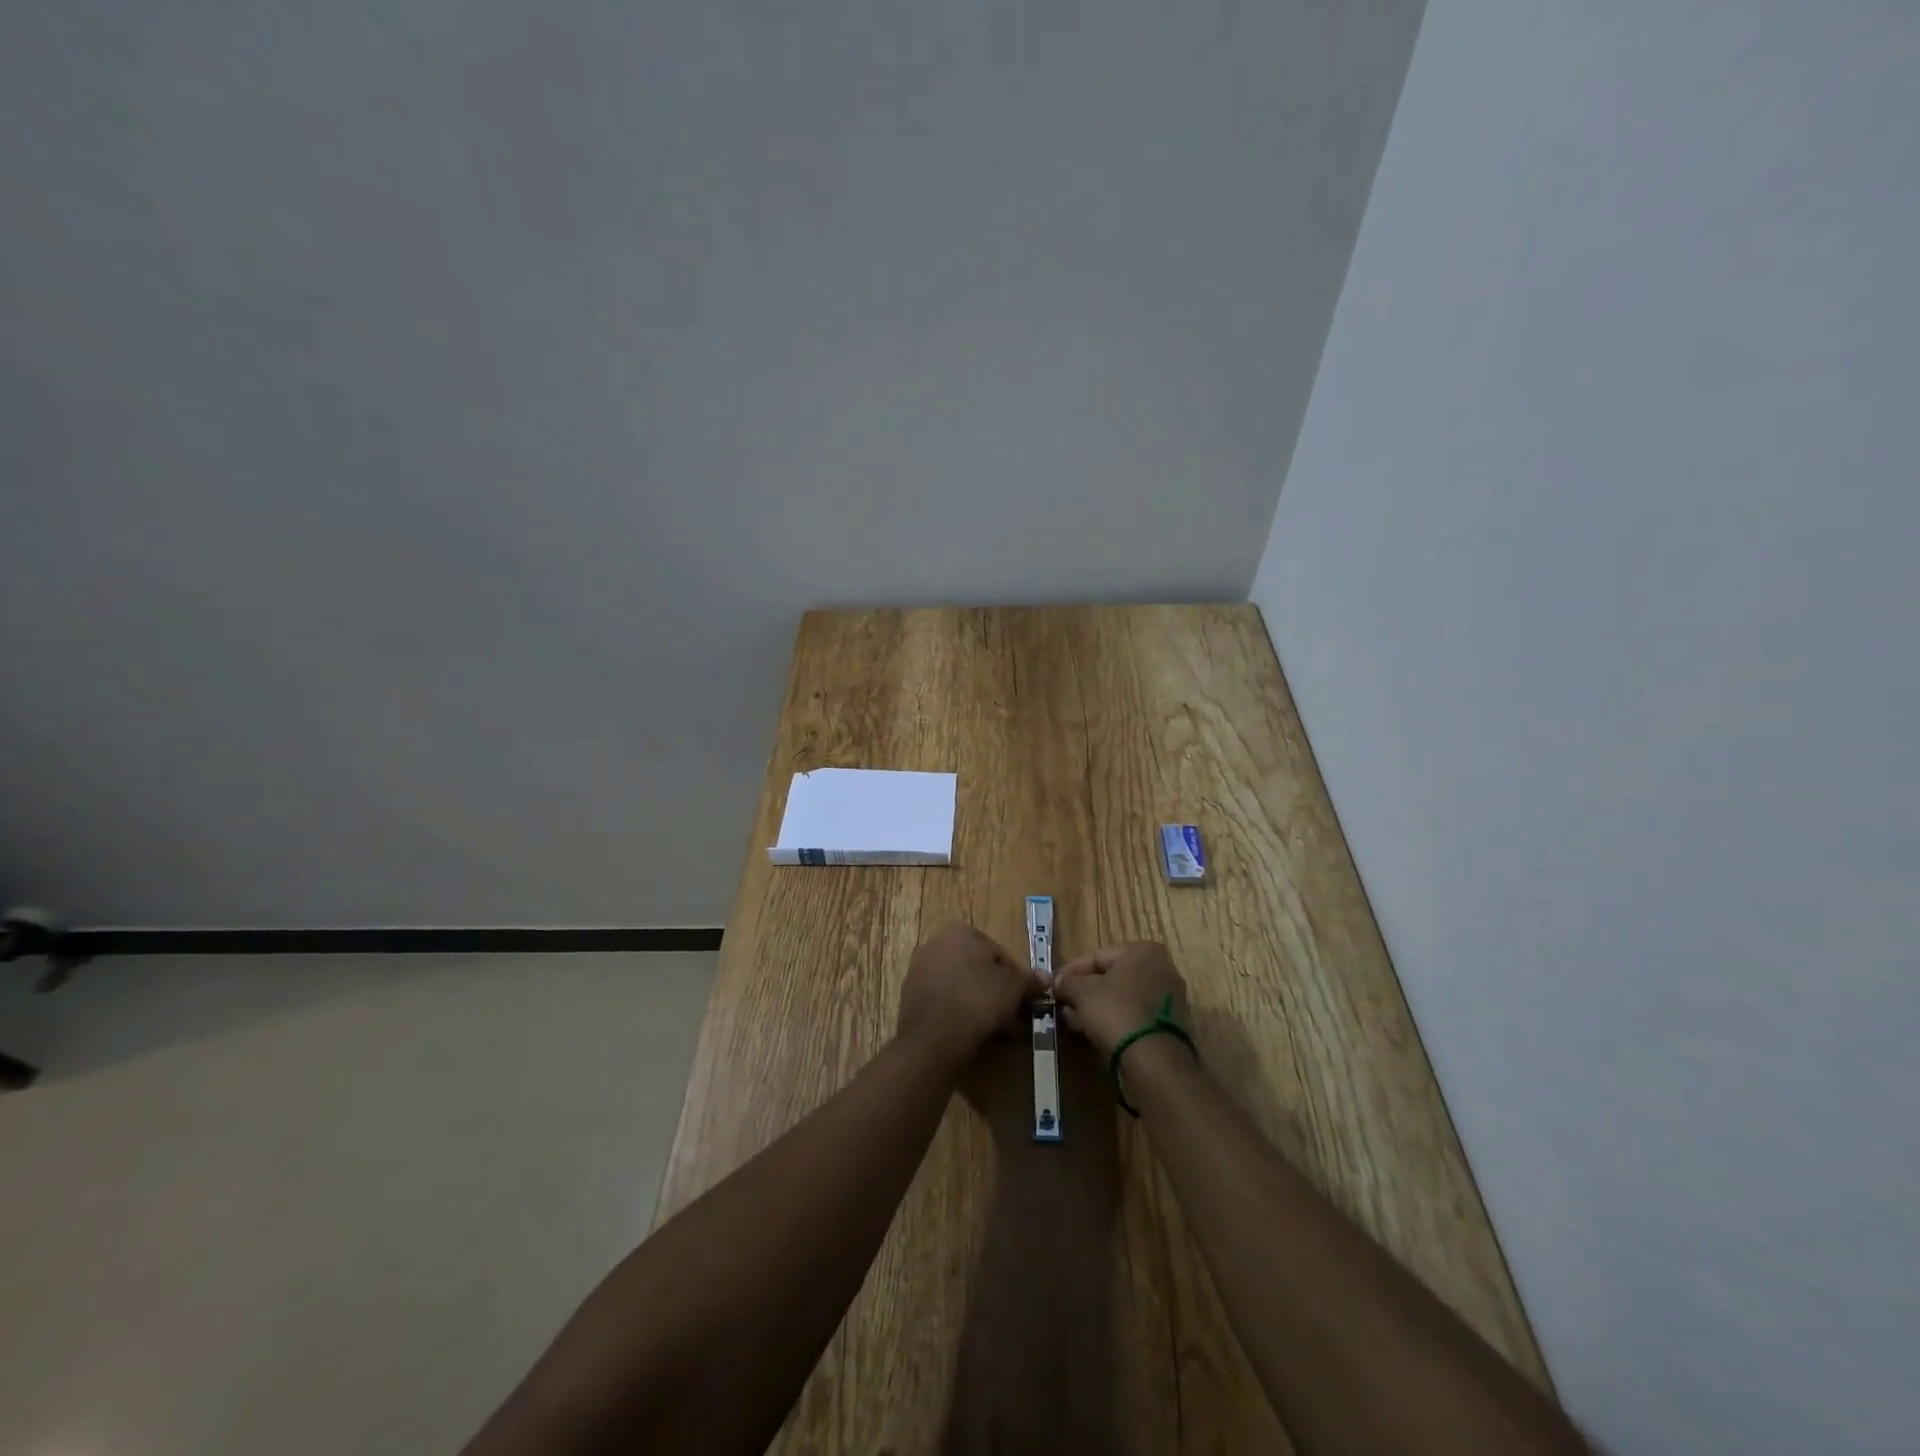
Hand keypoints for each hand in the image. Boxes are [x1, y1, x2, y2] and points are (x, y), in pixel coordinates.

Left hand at [897, 922, 1044, 1061]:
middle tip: (1012, 1015)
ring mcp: (918, 970)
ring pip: (960, 986)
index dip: (1016, 977)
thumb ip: (1029, 979)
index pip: (998, 952)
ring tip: (997, 1029)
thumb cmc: (979, 999)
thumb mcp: (1014, 987)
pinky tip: (973, 1033)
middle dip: (996, 990)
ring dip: (978, 1003)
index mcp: (959, 931)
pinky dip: (958, 1013)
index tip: (1024, 999)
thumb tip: (1046, 977)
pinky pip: (943, 1001)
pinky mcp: (909, 998)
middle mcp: (934, 943)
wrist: (935, 1036)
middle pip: (976, 968)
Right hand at [1052, 942, 1192, 1058]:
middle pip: (1111, 977)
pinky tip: (1092, 1031)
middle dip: (1084, 991)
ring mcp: (1168, 999)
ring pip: (1122, 998)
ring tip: (1072, 1020)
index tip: (1054, 985)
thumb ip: (1068, 982)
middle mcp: (1162, 969)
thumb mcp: (1082, 992)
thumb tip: (1059, 982)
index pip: (1097, 956)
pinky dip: (1113, 1020)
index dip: (1071, 971)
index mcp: (1143, 951)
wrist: (1153, 1060)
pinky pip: (1133, 1015)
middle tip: (1063, 1004)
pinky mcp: (1169, 1025)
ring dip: (1095, 1007)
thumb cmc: (1116, 1011)